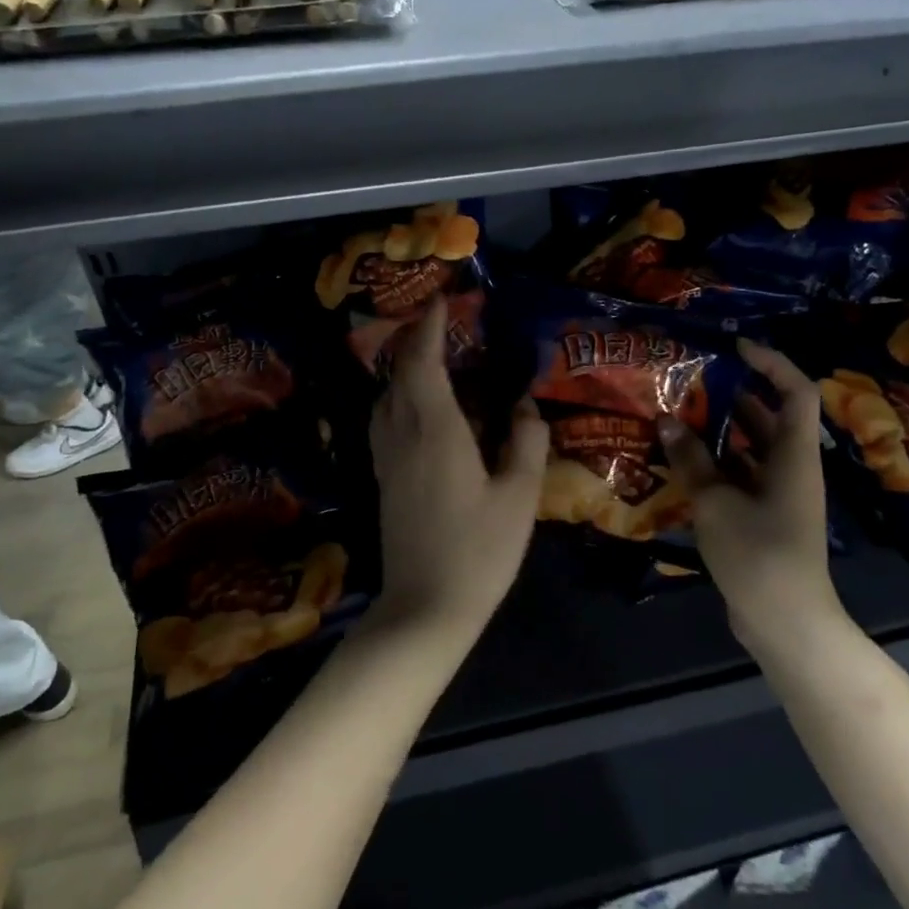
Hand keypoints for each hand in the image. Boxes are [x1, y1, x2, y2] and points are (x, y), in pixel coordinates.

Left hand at [369, 296, 548, 636]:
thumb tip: (525, 404)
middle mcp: (402, 434)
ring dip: (403, 369)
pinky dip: (398, 397)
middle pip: (398, 373)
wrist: (425, 608)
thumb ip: (526, 442)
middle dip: (414, 341)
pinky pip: (384, 420)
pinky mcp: (383, 479)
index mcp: (435, 430)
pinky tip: (420, 409)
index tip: (440, 301)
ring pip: (385, 396)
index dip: (429, 327)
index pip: (423, 362)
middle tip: (440, 324)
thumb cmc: (479, 551)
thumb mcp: (519, 497)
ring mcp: (386, 458)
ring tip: (432, 360)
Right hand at [659, 340, 846, 659]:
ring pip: (750, 446)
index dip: (771, 363)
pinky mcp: (762, 515)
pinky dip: (713, 462)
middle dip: (732, 393)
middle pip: (769, 415)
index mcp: (794, 456)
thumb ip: (691, 459)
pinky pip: (738, 474)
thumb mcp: (716, 502)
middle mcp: (791, 467)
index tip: (735, 346)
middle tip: (690, 378)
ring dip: (718, 428)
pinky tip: (678, 459)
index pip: (796, 392)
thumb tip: (666, 420)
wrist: (785, 622)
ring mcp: (777, 493)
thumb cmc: (758, 554)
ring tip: (676, 412)